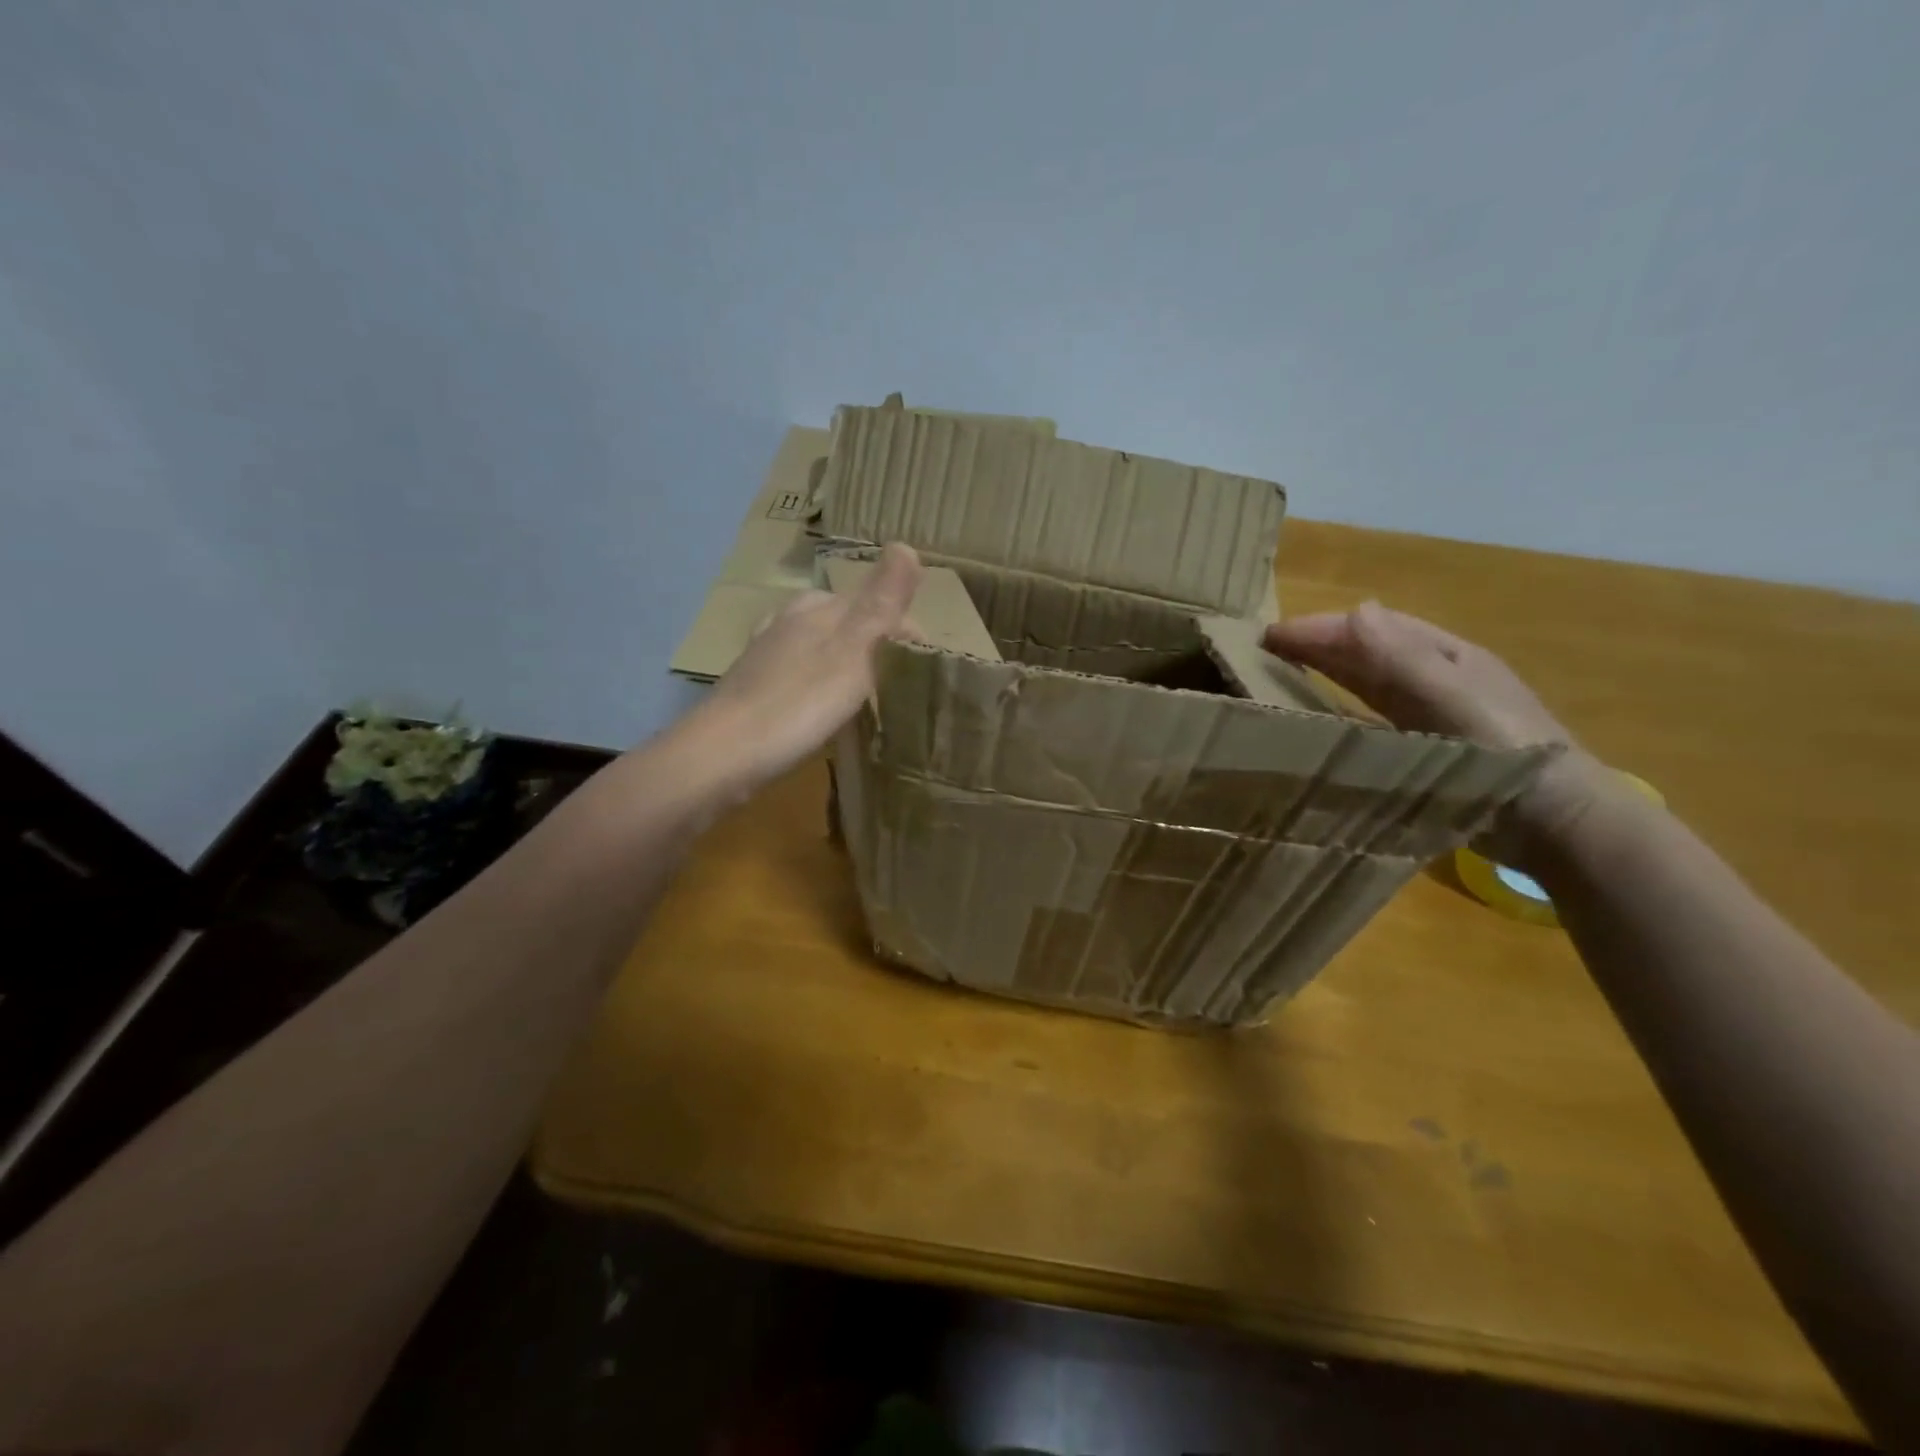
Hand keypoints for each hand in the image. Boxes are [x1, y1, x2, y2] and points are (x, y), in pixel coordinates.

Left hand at [680, 544, 922, 797]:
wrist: (720, 756)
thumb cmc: (795, 705)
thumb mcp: (851, 652)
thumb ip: (880, 603)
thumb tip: (907, 545)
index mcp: (816, 609)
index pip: (874, 602)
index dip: (905, 629)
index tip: (928, 664)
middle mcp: (788, 621)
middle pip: (845, 621)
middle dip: (876, 643)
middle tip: (901, 684)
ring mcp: (766, 654)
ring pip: (820, 646)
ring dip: (848, 662)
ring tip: (869, 696)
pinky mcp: (753, 687)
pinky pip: (800, 672)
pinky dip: (821, 682)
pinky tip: (823, 707)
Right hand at [1263, 602, 1616, 861]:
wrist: (1557, 822)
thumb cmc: (1506, 752)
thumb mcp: (1453, 699)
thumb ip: (1404, 659)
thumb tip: (1355, 611)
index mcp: (1445, 656)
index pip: (1370, 628)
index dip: (1319, 628)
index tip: (1266, 637)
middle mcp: (1435, 678)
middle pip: (1366, 651)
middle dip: (1316, 645)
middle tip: (1260, 653)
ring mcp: (1431, 714)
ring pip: (1366, 683)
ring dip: (1325, 674)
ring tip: (1277, 678)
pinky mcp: (1425, 749)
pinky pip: (1371, 718)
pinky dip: (1341, 711)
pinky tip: (1319, 721)